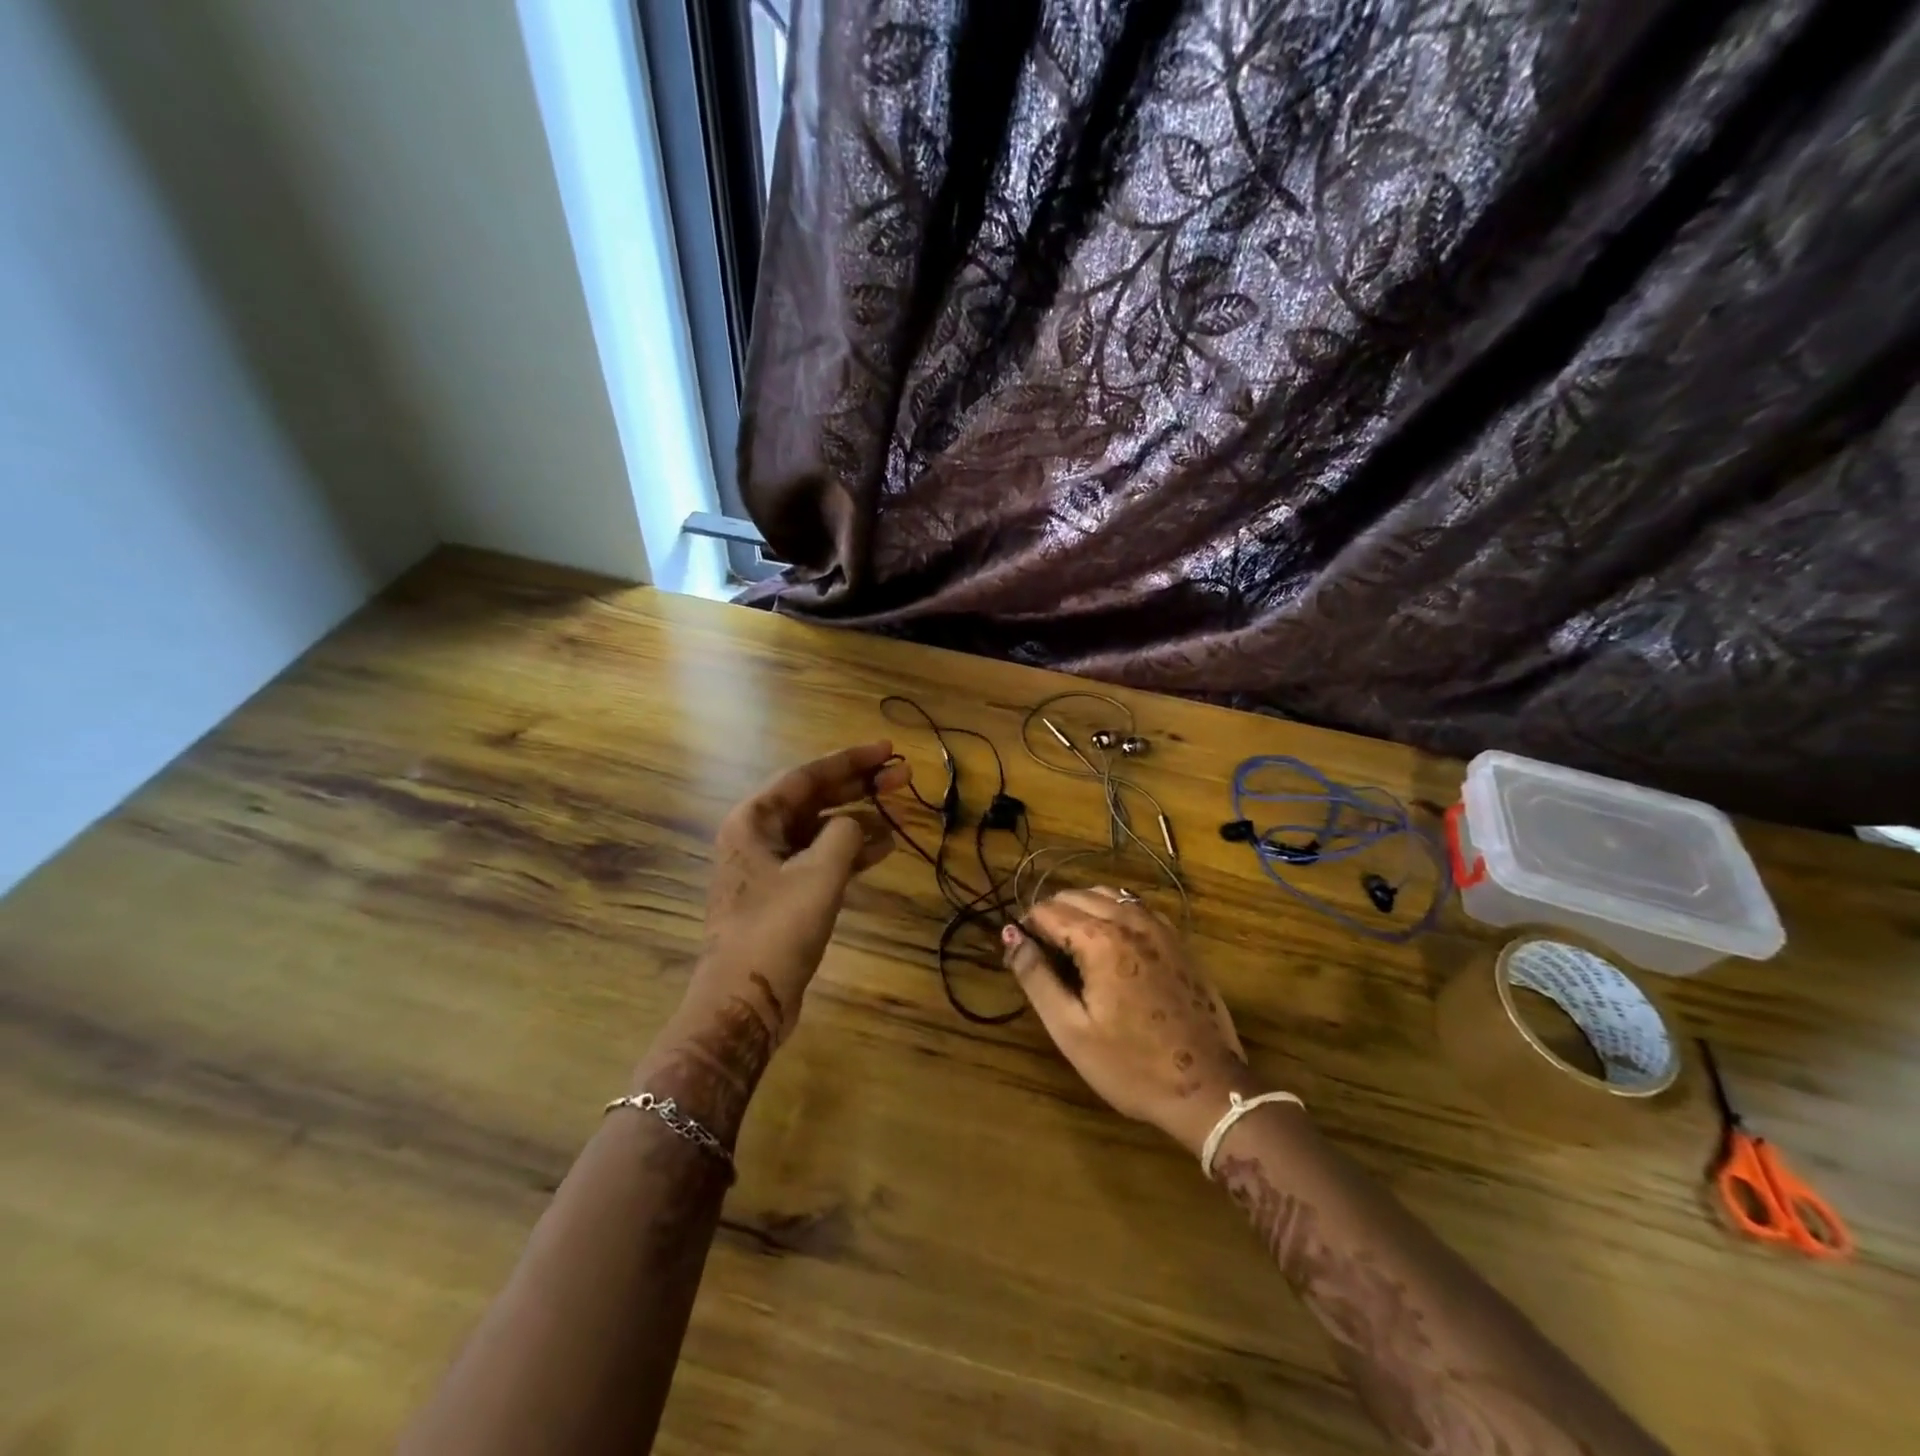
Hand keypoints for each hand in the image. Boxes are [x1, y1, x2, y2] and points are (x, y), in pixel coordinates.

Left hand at [693, 741, 908, 1044]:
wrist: (744, 1002)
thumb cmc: (776, 930)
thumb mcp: (819, 875)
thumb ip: (844, 835)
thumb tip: (858, 824)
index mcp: (754, 820)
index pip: (807, 776)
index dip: (850, 760)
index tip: (887, 749)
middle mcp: (758, 836)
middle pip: (815, 799)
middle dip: (859, 787)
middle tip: (902, 776)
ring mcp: (770, 867)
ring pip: (820, 830)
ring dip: (860, 820)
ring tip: (901, 812)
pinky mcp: (783, 894)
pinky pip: (820, 859)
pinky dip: (851, 852)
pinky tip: (885, 848)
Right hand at [1003, 888, 1259, 1153]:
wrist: (1208, 1089)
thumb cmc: (1131, 1065)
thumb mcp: (1070, 1028)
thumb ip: (1036, 976)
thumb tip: (1011, 935)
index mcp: (1100, 939)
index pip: (1048, 911)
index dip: (1027, 928)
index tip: (1022, 955)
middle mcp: (1130, 920)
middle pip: (1077, 895)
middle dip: (1052, 915)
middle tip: (1043, 954)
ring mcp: (1160, 927)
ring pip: (1108, 894)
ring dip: (1082, 909)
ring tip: (1072, 946)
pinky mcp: (1179, 941)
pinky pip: (1136, 907)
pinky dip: (1113, 912)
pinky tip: (1110, 943)